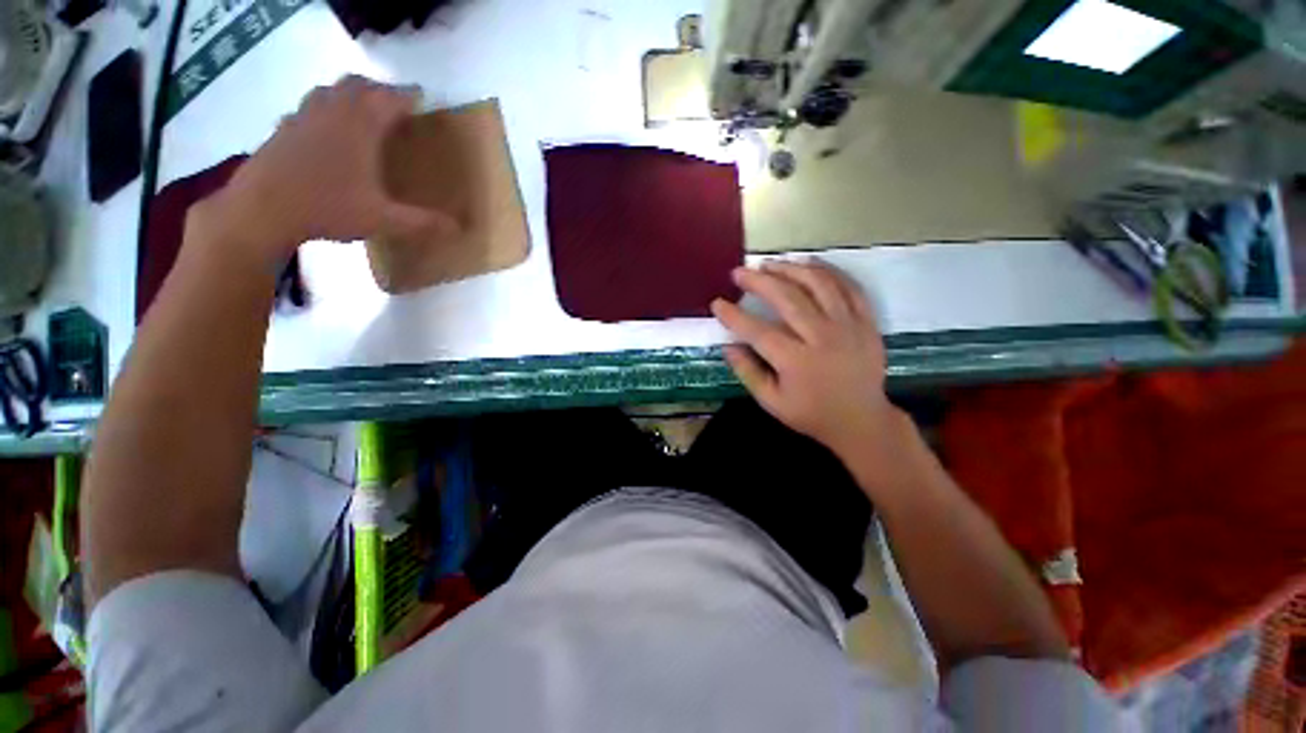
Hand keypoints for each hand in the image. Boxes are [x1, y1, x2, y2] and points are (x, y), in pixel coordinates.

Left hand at [200, 75, 453, 259]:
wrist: (261, 209)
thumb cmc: (327, 208)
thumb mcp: (382, 220)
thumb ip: (421, 222)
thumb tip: (459, 229)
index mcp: (359, 128)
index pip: (388, 98)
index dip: (407, 96)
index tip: (421, 98)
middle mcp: (331, 113)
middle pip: (357, 84)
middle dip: (378, 89)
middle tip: (393, 104)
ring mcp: (302, 117)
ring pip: (329, 89)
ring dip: (349, 92)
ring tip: (361, 110)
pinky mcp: (283, 128)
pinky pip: (307, 107)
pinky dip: (322, 109)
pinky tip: (324, 128)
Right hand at [712, 260, 899, 457]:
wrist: (862, 420)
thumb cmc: (811, 413)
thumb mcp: (771, 401)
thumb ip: (747, 372)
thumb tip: (728, 345)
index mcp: (796, 361)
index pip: (757, 331)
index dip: (734, 315)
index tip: (717, 303)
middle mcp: (822, 337)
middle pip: (788, 298)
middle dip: (759, 281)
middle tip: (739, 272)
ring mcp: (849, 325)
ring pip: (818, 284)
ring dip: (790, 269)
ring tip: (770, 264)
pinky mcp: (867, 321)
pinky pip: (848, 286)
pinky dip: (827, 271)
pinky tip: (808, 264)